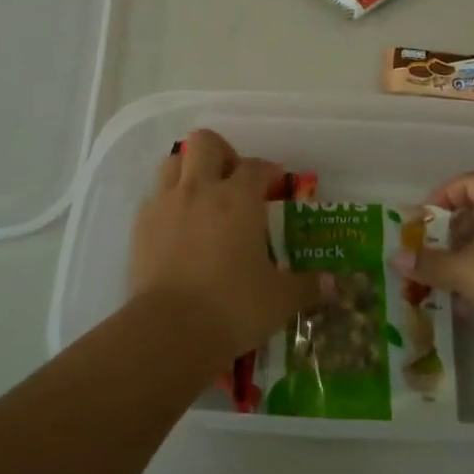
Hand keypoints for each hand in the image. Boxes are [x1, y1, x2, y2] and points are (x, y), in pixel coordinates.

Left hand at [129, 127, 330, 363]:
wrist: (169, 330)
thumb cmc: (233, 306)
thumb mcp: (280, 299)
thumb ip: (308, 286)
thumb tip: (334, 285)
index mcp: (239, 198)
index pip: (256, 166)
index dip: (268, 171)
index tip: (275, 186)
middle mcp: (200, 190)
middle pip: (206, 142)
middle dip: (221, 153)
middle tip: (232, 179)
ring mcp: (165, 204)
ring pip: (173, 162)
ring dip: (189, 170)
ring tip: (202, 198)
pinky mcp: (140, 226)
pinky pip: (154, 198)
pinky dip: (167, 203)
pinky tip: (178, 228)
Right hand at [393, 171, 473, 355]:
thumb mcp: (465, 271)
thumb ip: (429, 263)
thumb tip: (395, 258)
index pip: (471, 181)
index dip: (444, 194)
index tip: (425, 218)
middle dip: (452, 232)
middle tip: (431, 251)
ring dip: (466, 258)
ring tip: (444, 280)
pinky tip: (467, 304)